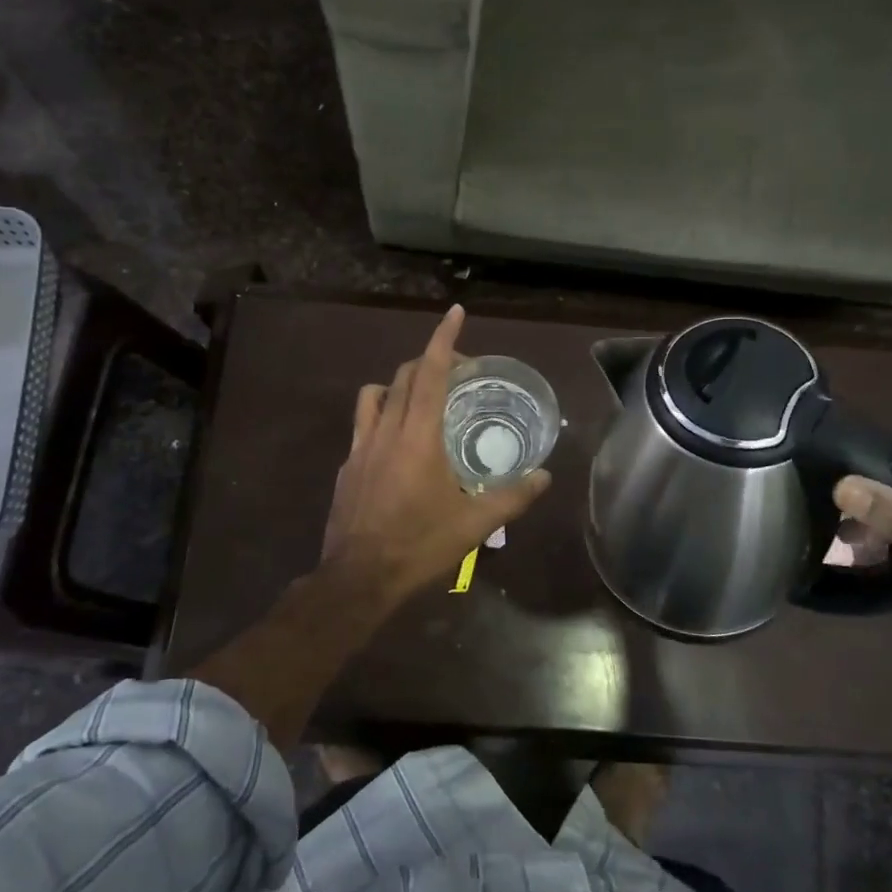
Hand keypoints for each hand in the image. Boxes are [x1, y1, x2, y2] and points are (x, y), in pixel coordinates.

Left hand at [320, 305, 550, 600]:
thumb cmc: (419, 545)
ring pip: (374, 395)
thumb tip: (545, 477)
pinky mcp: (346, 467)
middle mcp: (386, 431)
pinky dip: (382, 419)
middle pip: (404, 376)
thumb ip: (513, 497)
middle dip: (430, 360)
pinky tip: (397, 447)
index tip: (455, 312)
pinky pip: (363, 426)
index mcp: (418, 436)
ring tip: (421, 400)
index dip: (444, 339)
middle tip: (458, 370)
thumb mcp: (475, 525)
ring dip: (398, 385)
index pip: (431, 373)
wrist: (358, 578)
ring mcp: (360, 448)